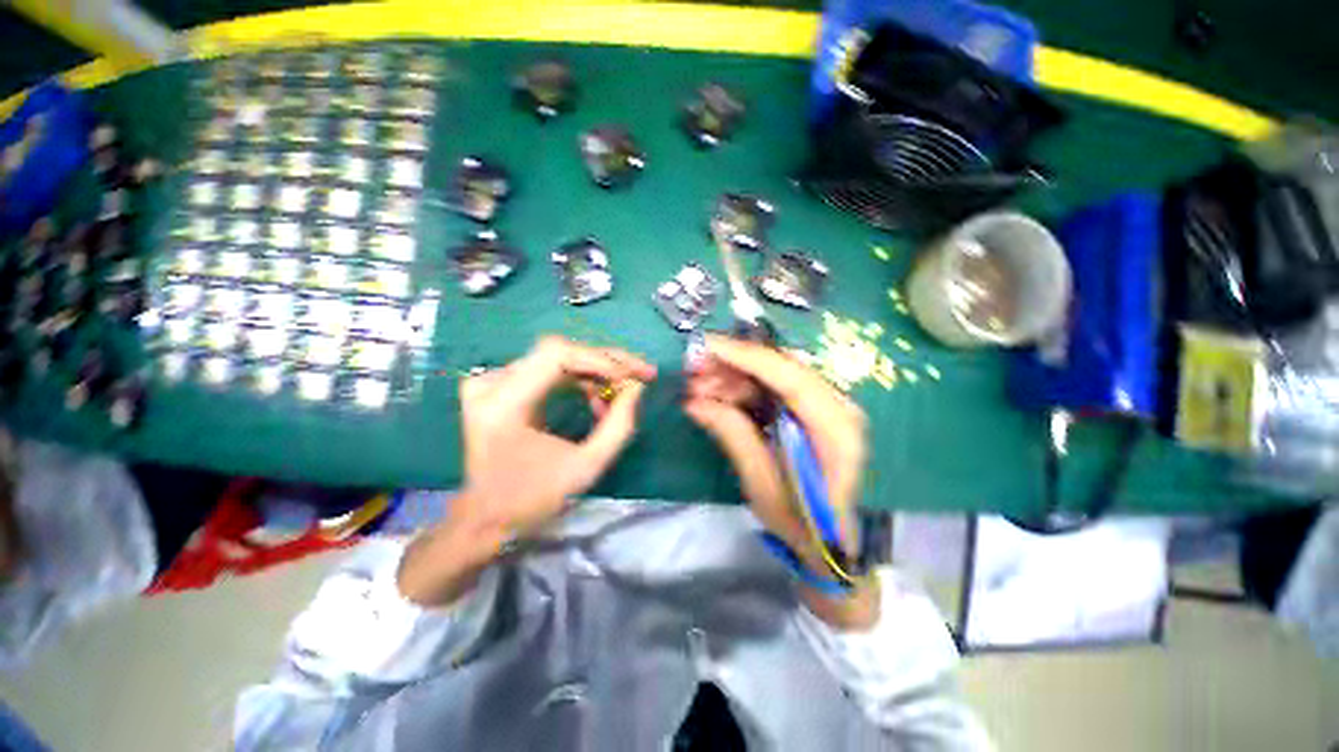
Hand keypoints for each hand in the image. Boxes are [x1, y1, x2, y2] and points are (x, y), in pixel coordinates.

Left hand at [460, 335, 655, 535]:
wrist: (487, 515)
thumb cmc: (535, 497)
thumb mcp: (587, 467)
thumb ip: (619, 425)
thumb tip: (637, 386)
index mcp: (504, 406)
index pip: (556, 355)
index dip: (599, 360)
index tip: (632, 377)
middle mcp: (491, 384)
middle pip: (559, 351)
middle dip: (606, 362)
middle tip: (641, 374)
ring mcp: (491, 381)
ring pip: (557, 357)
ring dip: (595, 371)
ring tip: (619, 395)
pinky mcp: (498, 385)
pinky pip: (547, 368)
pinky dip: (578, 378)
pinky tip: (595, 397)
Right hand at [684, 334, 878, 628]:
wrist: (831, 542)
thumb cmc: (802, 522)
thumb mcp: (762, 485)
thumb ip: (733, 435)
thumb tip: (695, 402)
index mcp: (837, 430)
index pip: (791, 378)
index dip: (747, 357)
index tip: (708, 346)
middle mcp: (839, 408)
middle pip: (782, 369)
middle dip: (734, 365)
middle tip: (694, 371)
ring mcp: (827, 406)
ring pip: (774, 375)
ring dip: (735, 377)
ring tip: (698, 389)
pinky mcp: (812, 410)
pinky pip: (774, 389)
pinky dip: (744, 389)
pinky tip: (716, 397)